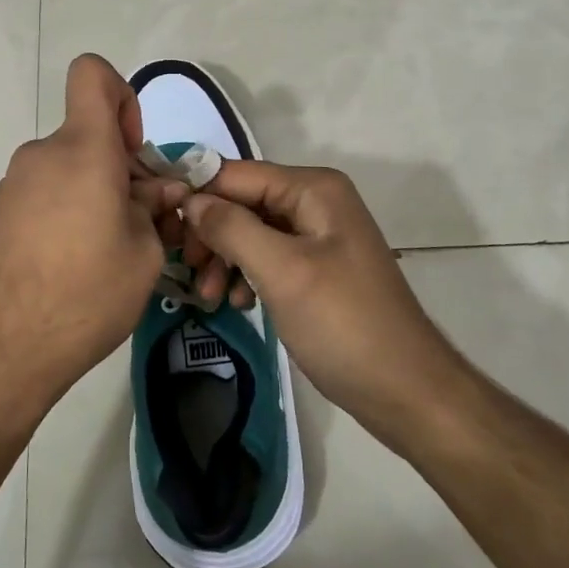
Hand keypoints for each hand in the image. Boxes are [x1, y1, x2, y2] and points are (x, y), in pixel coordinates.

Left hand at [0, 55, 187, 415]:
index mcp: (82, 149)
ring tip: (111, 252)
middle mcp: (43, 154)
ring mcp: (15, 184)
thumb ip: (154, 209)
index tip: (134, 151)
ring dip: (96, 194)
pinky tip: (76, 265)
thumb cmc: (84, 295)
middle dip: (122, 167)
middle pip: (89, 135)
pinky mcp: (0, 214)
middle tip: (143, 224)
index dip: (122, 95)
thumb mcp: (144, 255)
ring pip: (70, 168)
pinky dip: (69, 212)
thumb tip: (157, 192)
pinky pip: (47, 193)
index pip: (92, 74)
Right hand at [180, 162, 462, 448]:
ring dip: (224, 258)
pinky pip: (267, 256)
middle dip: (211, 234)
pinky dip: (245, 274)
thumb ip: (231, 228)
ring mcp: (317, 234)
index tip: (162, 229)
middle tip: (188, 271)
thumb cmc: (344, 324)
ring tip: (210, 296)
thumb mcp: (282, 272)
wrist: (406, 392)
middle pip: (242, 201)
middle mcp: (315, 201)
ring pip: (250, 231)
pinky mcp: (315, 266)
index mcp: (313, 189)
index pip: (236, 175)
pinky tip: (237, 302)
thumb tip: (189, 199)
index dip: (197, 196)